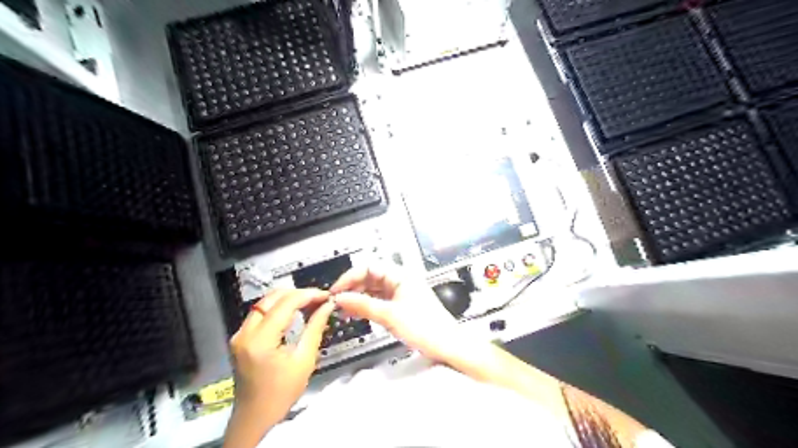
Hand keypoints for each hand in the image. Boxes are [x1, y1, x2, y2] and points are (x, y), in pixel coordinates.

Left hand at [228, 289, 334, 434]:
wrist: (255, 416)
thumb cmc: (282, 392)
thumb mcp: (304, 360)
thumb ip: (315, 328)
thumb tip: (328, 305)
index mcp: (261, 340)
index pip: (285, 304)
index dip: (307, 295)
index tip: (326, 296)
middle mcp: (245, 332)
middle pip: (272, 298)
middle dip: (298, 293)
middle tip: (318, 298)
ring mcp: (239, 334)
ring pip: (265, 302)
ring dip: (288, 298)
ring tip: (309, 303)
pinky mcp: (240, 337)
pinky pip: (260, 313)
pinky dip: (278, 307)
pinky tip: (294, 312)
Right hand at [330, 266, 465, 364]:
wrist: (448, 346)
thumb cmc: (425, 328)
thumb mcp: (390, 316)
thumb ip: (363, 305)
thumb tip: (340, 298)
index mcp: (400, 275)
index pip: (369, 267)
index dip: (350, 277)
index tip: (336, 291)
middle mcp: (400, 280)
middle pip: (370, 277)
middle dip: (352, 287)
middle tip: (337, 302)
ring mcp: (401, 292)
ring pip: (374, 289)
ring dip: (358, 297)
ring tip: (343, 310)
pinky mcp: (402, 304)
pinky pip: (379, 300)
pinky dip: (367, 305)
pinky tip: (357, 313)